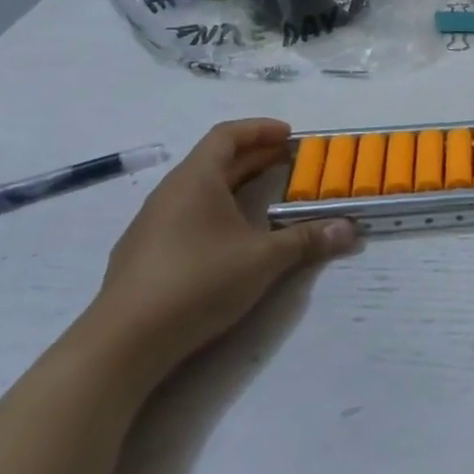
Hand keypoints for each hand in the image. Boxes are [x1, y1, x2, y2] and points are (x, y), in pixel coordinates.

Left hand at [81, 119, 359, 382]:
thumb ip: (307, 239)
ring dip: (235, 184)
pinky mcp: (144, 254)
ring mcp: (152, 224)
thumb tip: (349, 229)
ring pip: (199, 189)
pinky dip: (217, 209)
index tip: (290, 136)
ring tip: (268, 195)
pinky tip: (233, 235)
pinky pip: (187, 214)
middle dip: (255, 157)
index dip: (260, 130)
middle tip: (291, 162)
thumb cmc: (198, 282)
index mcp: (196, 180)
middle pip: (214, 160)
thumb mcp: (264, 259)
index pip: (227, 136)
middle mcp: (171, 194)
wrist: (123, 344)